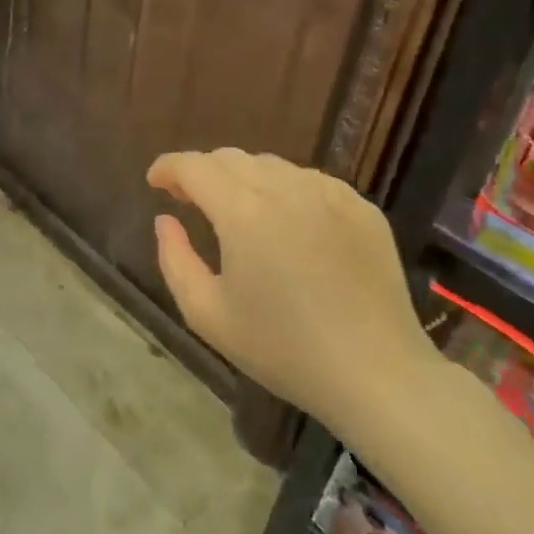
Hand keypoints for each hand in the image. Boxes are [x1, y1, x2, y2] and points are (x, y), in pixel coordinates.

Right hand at [147, 149, 438, 432]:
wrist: (378, 375)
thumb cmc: (283, 349)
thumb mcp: (207, 314)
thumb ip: (174, 259)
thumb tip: (165, 220)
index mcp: (243, 213)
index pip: (194, 166)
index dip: (167, 167)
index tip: (155, 184)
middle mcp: (286, 189)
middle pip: (230, 158)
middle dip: (201, 172)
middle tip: (190, 201)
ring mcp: (330, 195)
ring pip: (271, 165)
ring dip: (242, 179)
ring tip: (238, 212)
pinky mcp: (362, 208)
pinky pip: (309, 181)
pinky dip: (285, 190)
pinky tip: (286, 223)